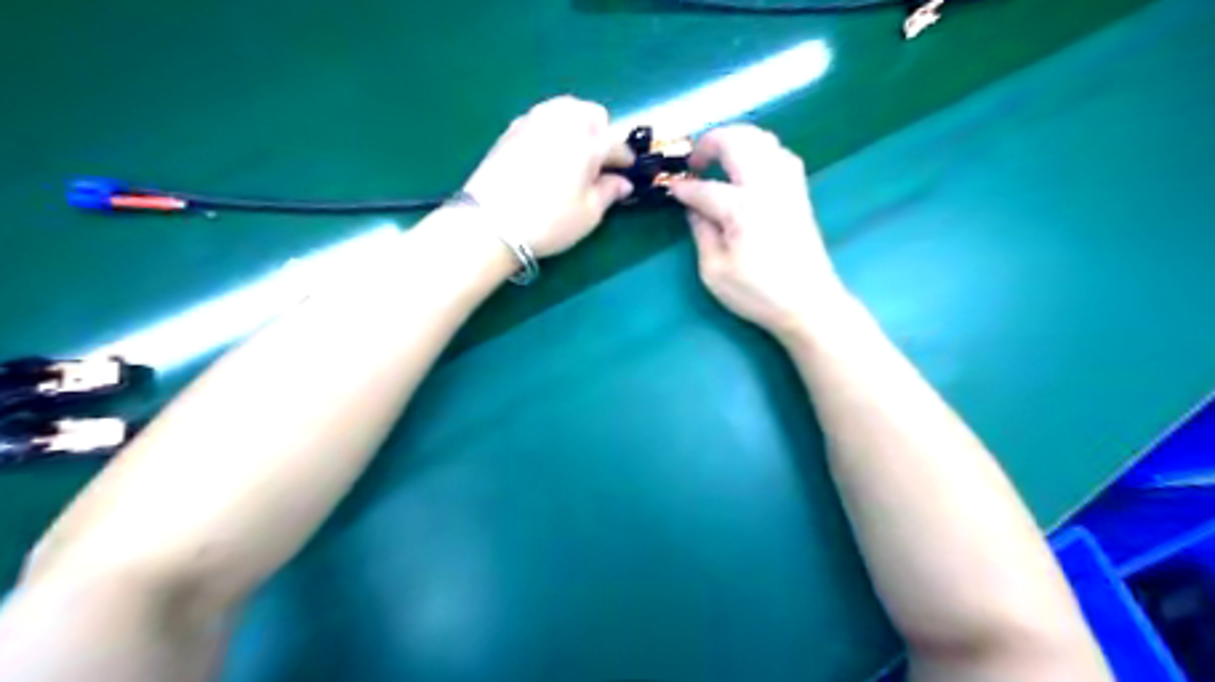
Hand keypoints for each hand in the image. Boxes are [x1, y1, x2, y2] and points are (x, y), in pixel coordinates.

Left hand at [461, 94, 636, 256]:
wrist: (490, 223)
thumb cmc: (549, 221)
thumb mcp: (588, 214)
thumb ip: (609, 192)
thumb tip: (622, 182)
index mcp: (588, 141)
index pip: (616, 141)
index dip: (625, 158)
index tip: (627, 172)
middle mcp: (563, 122)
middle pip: (591, 113)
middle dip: (601, 132)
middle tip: (599, 161)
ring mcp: (534, 121)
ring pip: (565, 109)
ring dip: (576, 125)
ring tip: (574, 154)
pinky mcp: (511, 129)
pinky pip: (542, 118)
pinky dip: (552, 129)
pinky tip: (548, 154)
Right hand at [669, 126, 847, 337]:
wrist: (808, 303)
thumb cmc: (757, 292)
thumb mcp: (714, 271)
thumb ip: (701, 232)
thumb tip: (692, 209)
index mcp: (741, 207)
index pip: (704, 188)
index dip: (684, 189)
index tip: (670, 190)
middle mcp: (766, 186)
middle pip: (737, 141)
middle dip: (709, 143)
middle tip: (694, 162)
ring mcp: (787, 185)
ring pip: (762, 140)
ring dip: (736, 140)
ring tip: (719, 158)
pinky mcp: (799, 192)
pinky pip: (780, 154)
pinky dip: (760, 150)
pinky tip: (750, 166)